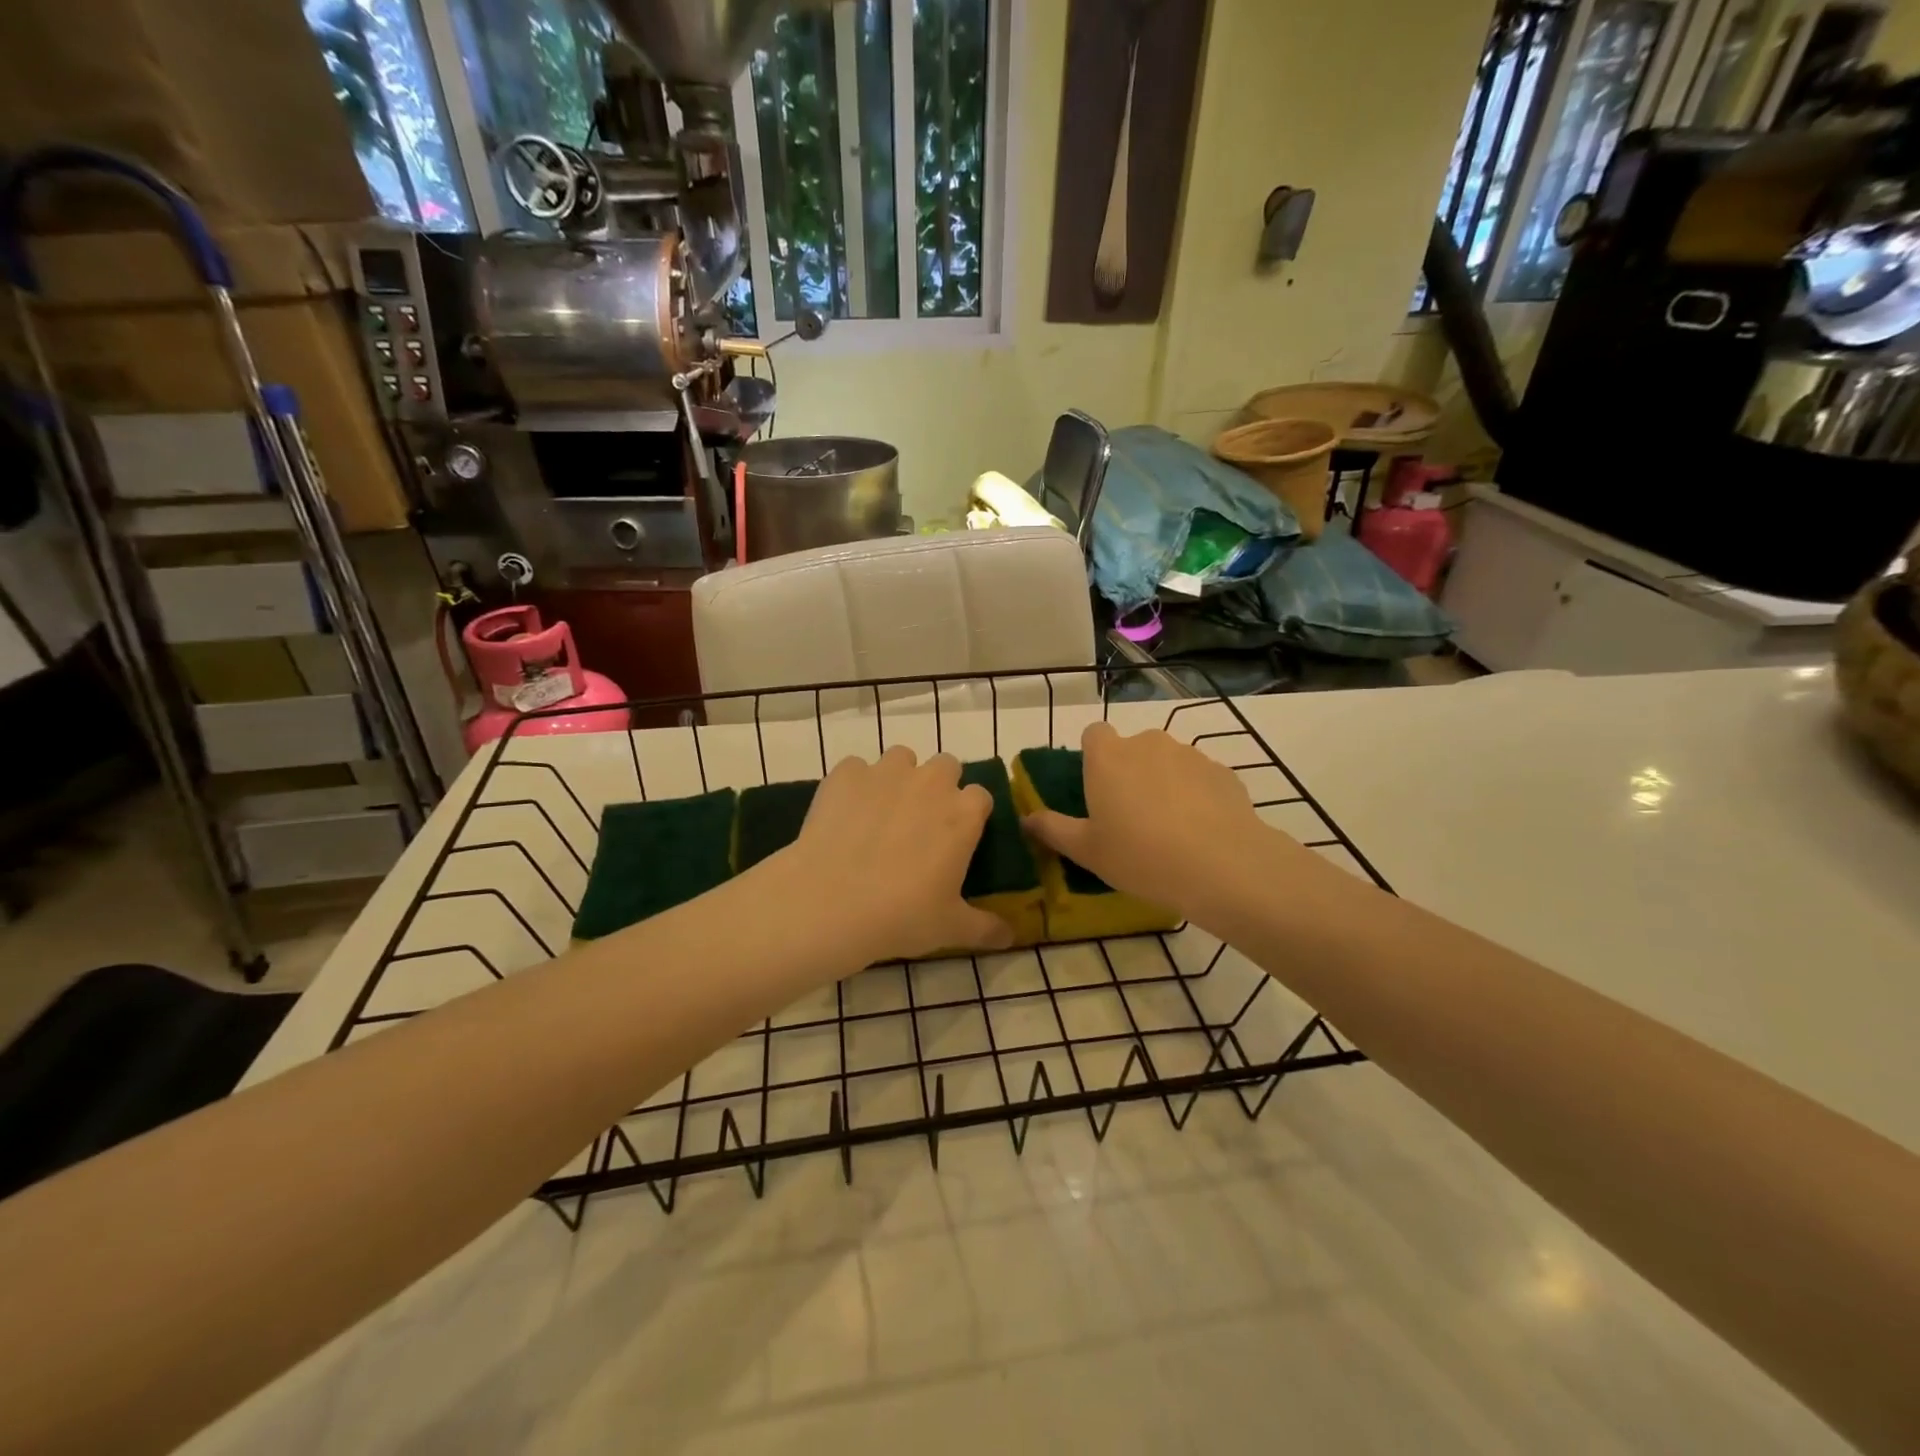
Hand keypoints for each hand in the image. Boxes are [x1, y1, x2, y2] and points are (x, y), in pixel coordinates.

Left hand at [772, 745, 1011, 964]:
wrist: (829, 904)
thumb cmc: (901, 916)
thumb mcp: (951, 928)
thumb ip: (986, 928)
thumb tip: (1010, 937)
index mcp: (963, 813)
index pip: (981, 796)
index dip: (970, 814)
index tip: (958, 838)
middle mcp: (930, 782)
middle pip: (946, 766)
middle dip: (939, 787)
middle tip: (921, 824)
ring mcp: (885, 772)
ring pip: (901, 759)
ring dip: (898, 778)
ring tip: (881, 814)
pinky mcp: (845, 774)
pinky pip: (856, 769)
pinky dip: (855, 786)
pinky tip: (845, 816)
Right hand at [1023, 721, 1288, 924]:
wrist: (1222, 866)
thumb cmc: (1140, 856)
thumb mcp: (1086, 850)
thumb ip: (1052, 829)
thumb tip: (1026, 819)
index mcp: (1108, 757)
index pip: (1094, 734)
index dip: (1094, 757)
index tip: (1097, 790)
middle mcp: (1147, 743)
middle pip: (1132, 748)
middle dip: (1130, 773)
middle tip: (1131, 818)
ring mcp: (1189, 754)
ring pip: (1167, 762)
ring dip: (1164, 783)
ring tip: (1170, 829)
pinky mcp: (1223, 772)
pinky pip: (1199, 778)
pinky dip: (1196, 796)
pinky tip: (1201, 832)